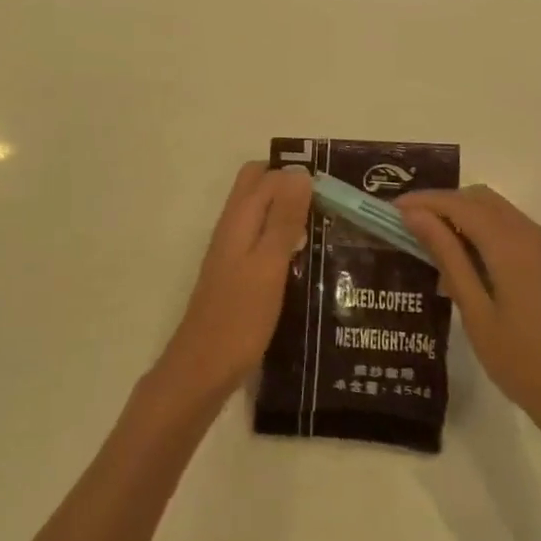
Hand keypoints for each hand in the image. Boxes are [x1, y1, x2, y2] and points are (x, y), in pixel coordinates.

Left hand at [152, 161, 310, 407]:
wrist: (204, 367)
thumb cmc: (240, 317)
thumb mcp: (268, 265)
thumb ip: (283, 219)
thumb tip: (299, 173)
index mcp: (238, 219)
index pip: (267, 175)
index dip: (298, 174)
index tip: (336, 187)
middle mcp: (231, 227)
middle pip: (258, 189)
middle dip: (291, 187)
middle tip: (330, 204)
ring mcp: (231, 251)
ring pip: (261, 214)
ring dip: (289, 213)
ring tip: (329, 227)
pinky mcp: (237, 274)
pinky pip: (261, 240)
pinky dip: (282, 238)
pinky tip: (308, 258)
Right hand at [397, 186, 540, 446]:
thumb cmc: (524, 363)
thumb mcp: (476, 311)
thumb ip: (447, 257)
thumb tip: (416, 216)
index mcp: (514, 246)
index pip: (460, 204)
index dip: (424, 202)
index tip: (392, 210)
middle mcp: (537, 236)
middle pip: (483, 199)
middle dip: (444, 205)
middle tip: (411, 227)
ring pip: (502, 214)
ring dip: (467, 218)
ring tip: (436, 249)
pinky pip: (519, 233)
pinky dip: (490, 235)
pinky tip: (473, 268)